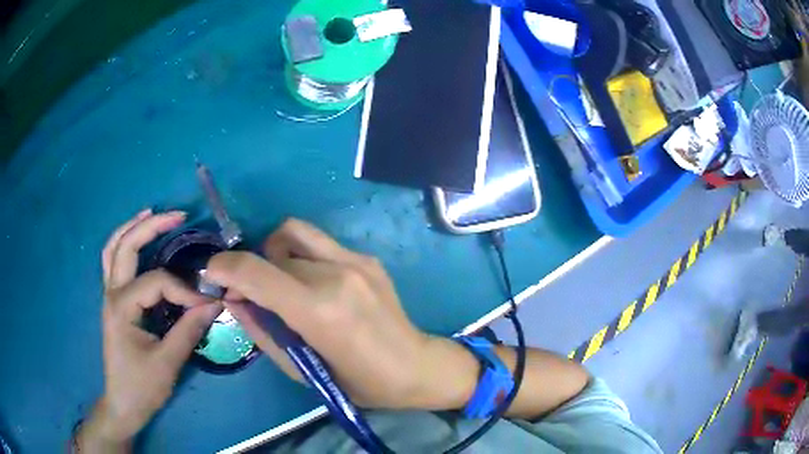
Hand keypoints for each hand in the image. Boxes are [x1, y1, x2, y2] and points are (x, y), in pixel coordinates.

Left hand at [77, 210, 222, 450]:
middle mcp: (111, 293)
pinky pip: (113, 261)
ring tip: (152, 214)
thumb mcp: (168, 362)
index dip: (185, 290)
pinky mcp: (113, 301)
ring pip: (113, 248)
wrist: (123, 404)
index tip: (208, 305)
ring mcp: (109, 295)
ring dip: (132, 227)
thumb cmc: (142, 387)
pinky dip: (123, 243)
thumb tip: (214, 303)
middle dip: (151, 226)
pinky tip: (136, 239)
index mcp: (122, 306)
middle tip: (178, 216)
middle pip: (126, 245)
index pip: (157, 282)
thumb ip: (189, 329)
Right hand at [206, 219, 478, 409]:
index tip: (211, 275)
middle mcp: (336, 274)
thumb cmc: (358, 383)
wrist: (416, 366)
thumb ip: (262, 331)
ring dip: (276, 254)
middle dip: (252, 269)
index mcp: (319, 311)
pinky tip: (315, 286)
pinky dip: (302, 257)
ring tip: (283, 284)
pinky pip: (319, 244)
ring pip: (294, 234)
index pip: (255, 272)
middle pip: (272, 250)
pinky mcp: (367, 257)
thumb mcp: (301, 370)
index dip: (224, 267)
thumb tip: (233, 299)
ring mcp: (355, 260)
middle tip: (254, 294)